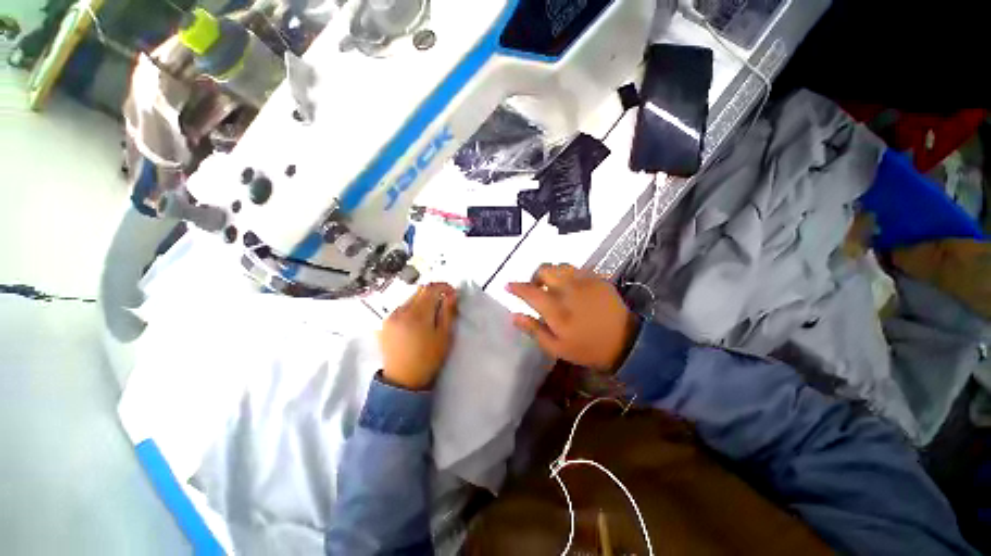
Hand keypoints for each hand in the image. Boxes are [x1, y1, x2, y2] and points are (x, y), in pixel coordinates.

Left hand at [380, 283, 457, 390]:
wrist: (403, 380)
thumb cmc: (428, 359)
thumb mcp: (444, 336)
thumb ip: (448, 312)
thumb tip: (451, 294)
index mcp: (417, 314)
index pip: (430, 289)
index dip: (444, 287)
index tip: (452, 293)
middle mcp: (401, 311)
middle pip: (419, 291)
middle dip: (433, 293)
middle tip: (444, 304)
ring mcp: (390, 316)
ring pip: (410, 298)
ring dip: (422, 301)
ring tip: (430, 315)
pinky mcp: (385, 323)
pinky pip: (401, 308)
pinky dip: (412, 309)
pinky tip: (416, 323)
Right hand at [507, 264, 637, 371]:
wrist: (626, 342)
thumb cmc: (587, 348)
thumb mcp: (556, 347)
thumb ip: (533, 329)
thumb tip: (514, 316)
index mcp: (556, 309)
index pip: (530, 291)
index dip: (516, 287)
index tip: (508, 286)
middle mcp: (568, 290)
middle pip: (544, 270)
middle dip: (535, 277)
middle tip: (536, 289)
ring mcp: (585, 281)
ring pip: (560, 266)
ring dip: (551, 273)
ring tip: (553, 286)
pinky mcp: (598, 279)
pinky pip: (577, 269)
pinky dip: (568, 274)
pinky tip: (572, 287)